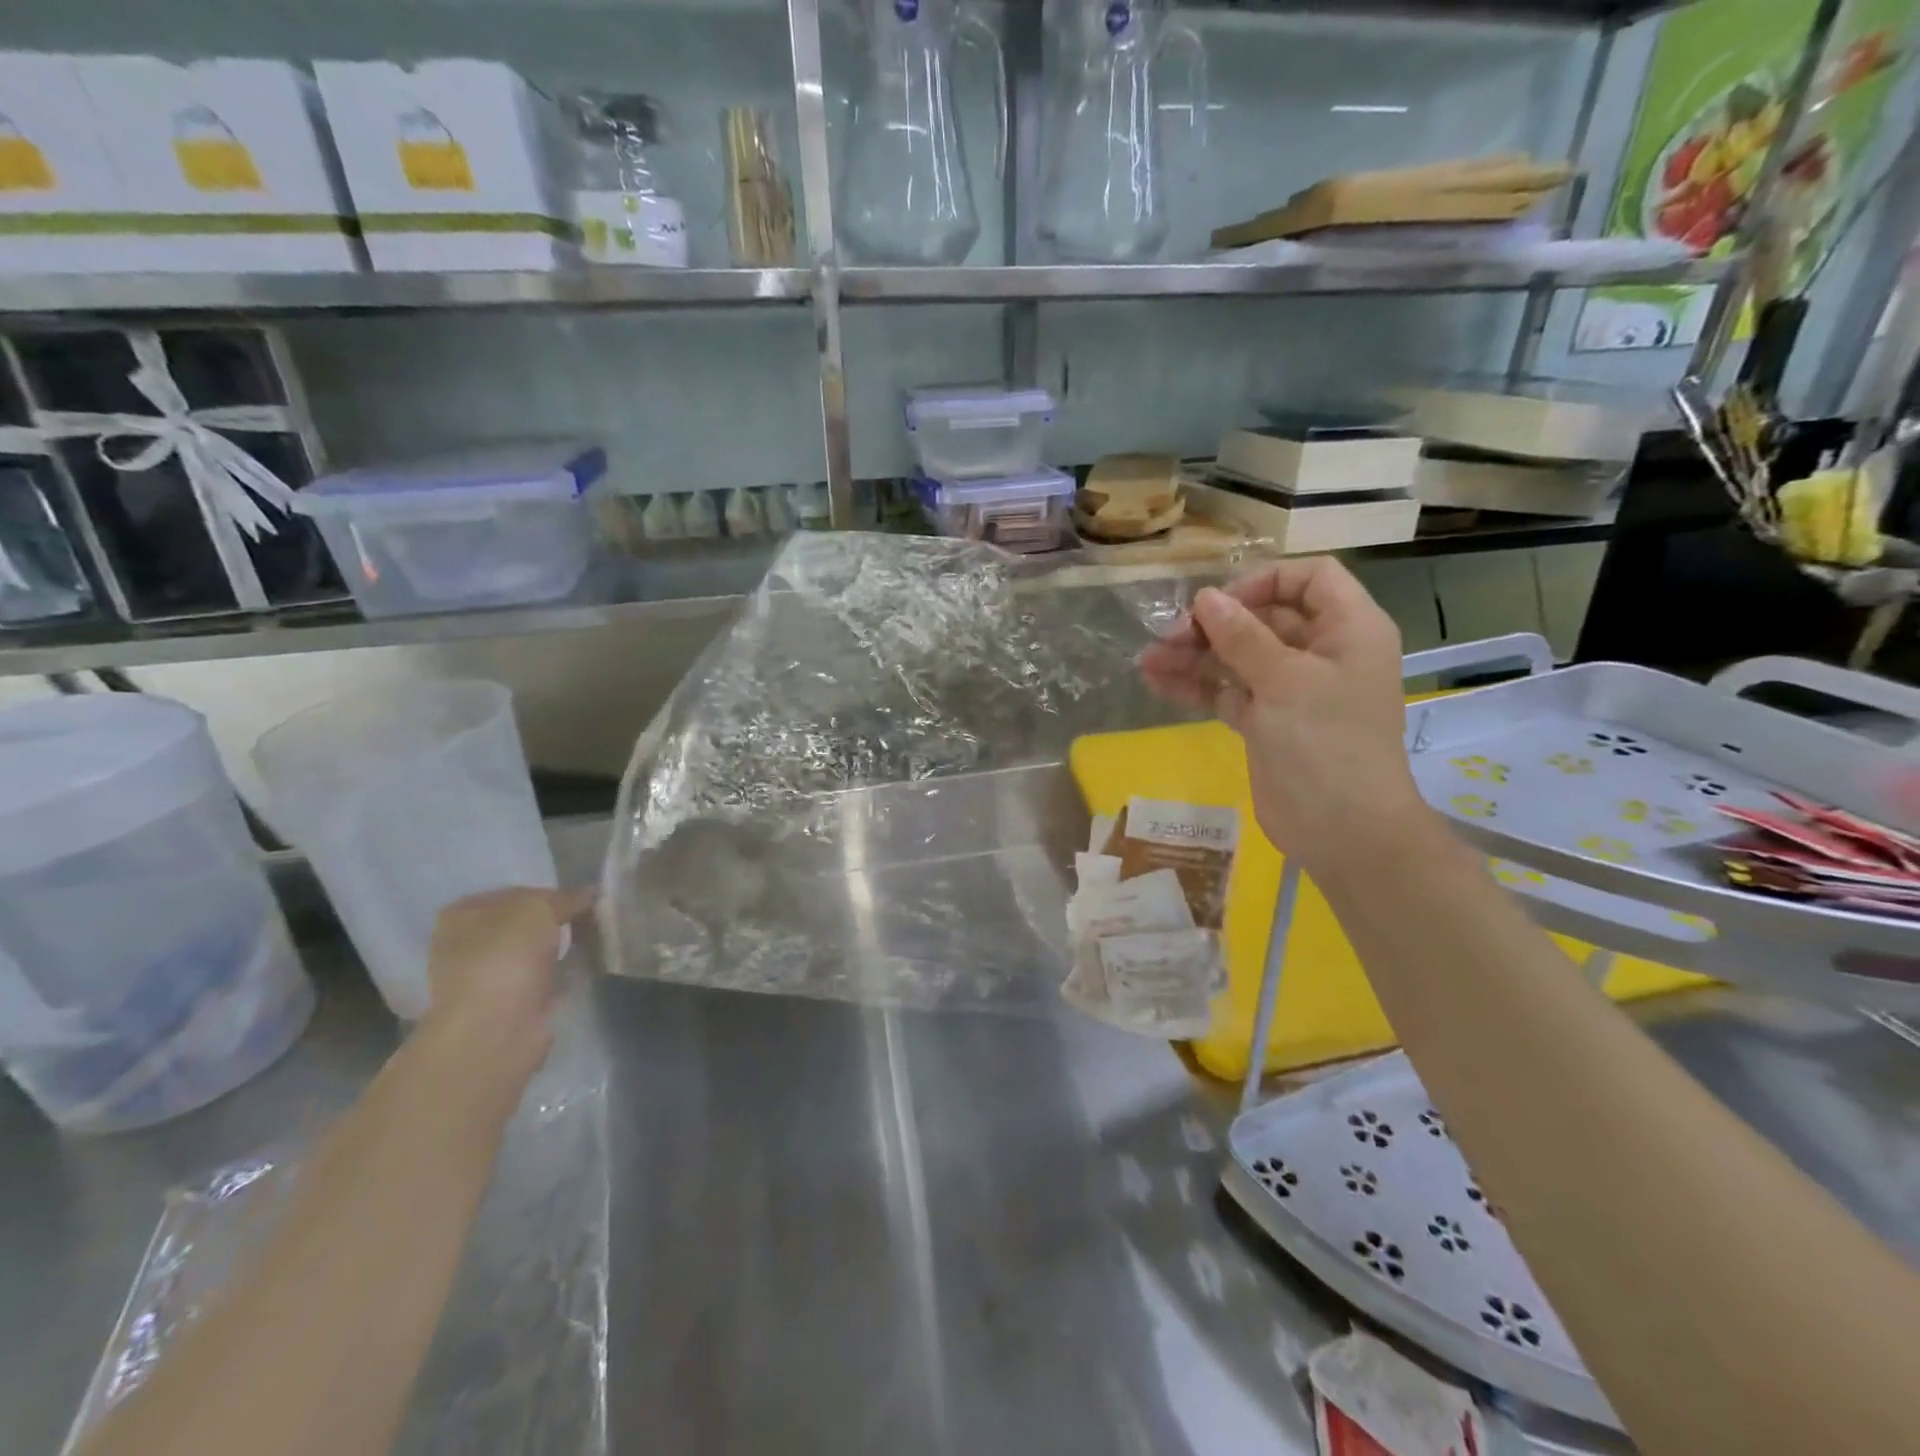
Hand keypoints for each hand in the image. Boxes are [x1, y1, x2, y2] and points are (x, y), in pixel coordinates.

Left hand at [420, 887, 594, 1087]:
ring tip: (594, 939)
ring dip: (559, 948)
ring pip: (533, 952)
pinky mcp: (507, 1005)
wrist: (495, 1029)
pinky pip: (541, 979)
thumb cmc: (505, 957)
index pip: (515, 892)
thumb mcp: (539, 908)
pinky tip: (584, 967)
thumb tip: (589, 894)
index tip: (582, 899)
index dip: (550, 893)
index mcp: (462, 914)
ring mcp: (485, 978)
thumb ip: (565, 897)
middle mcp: (466, 944)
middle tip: (592, 918)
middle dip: (556, 921)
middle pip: (523, 923)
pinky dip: (561, 974)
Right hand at [1139, 557, 1424, 867]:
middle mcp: (1321, 652)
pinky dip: (1196, 686)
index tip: (1221, 603)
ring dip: (1195, 655)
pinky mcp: (1265, 721)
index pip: (1309, 578)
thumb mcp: (1285, 681)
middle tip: (1169, 635)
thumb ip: (1242, 637)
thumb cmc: (1327, 743)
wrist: (1342, 830)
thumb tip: (1205, 598)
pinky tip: (1156, 681)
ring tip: (1148, 659)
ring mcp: (1290, 689)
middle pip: (1264, 617)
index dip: (1264, 580)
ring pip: (1238, 656)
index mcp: (1348, 629)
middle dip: (1215, 623)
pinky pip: (1227, 691)